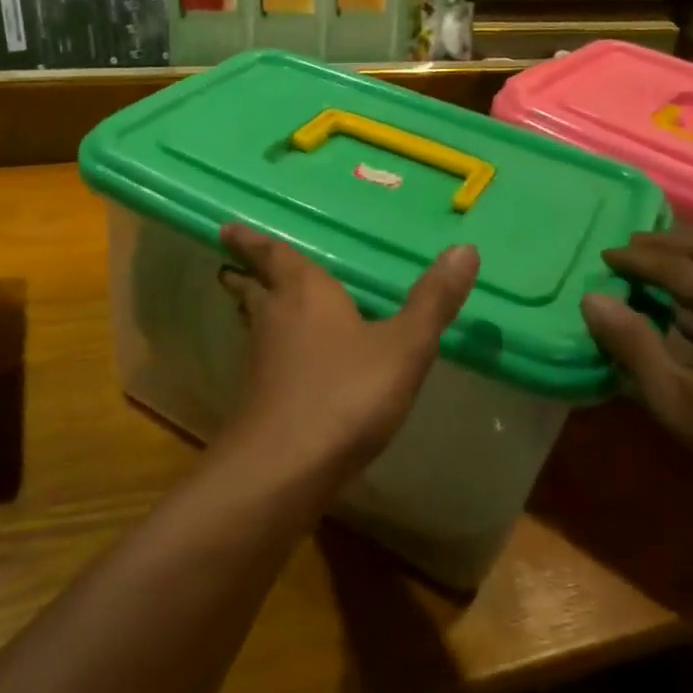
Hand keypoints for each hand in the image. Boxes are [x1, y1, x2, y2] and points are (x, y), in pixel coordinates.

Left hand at [216, 223, 477, 481]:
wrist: (287, 465)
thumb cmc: (346, 393)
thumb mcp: (404, 346)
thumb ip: (432, 301)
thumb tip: (465, 248)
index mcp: (305, 293)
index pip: (275, 255)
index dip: (252, 241)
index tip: (227, 228)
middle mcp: (276, 318)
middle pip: (254, 288)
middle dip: (245, 274)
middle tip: (230, 264)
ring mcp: (263, 360)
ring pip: (255, 323)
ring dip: (253, 309)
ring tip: (252, 302)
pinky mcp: (260, 398)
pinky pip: (263, 358)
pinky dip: (268, 348)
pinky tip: (283, 362)